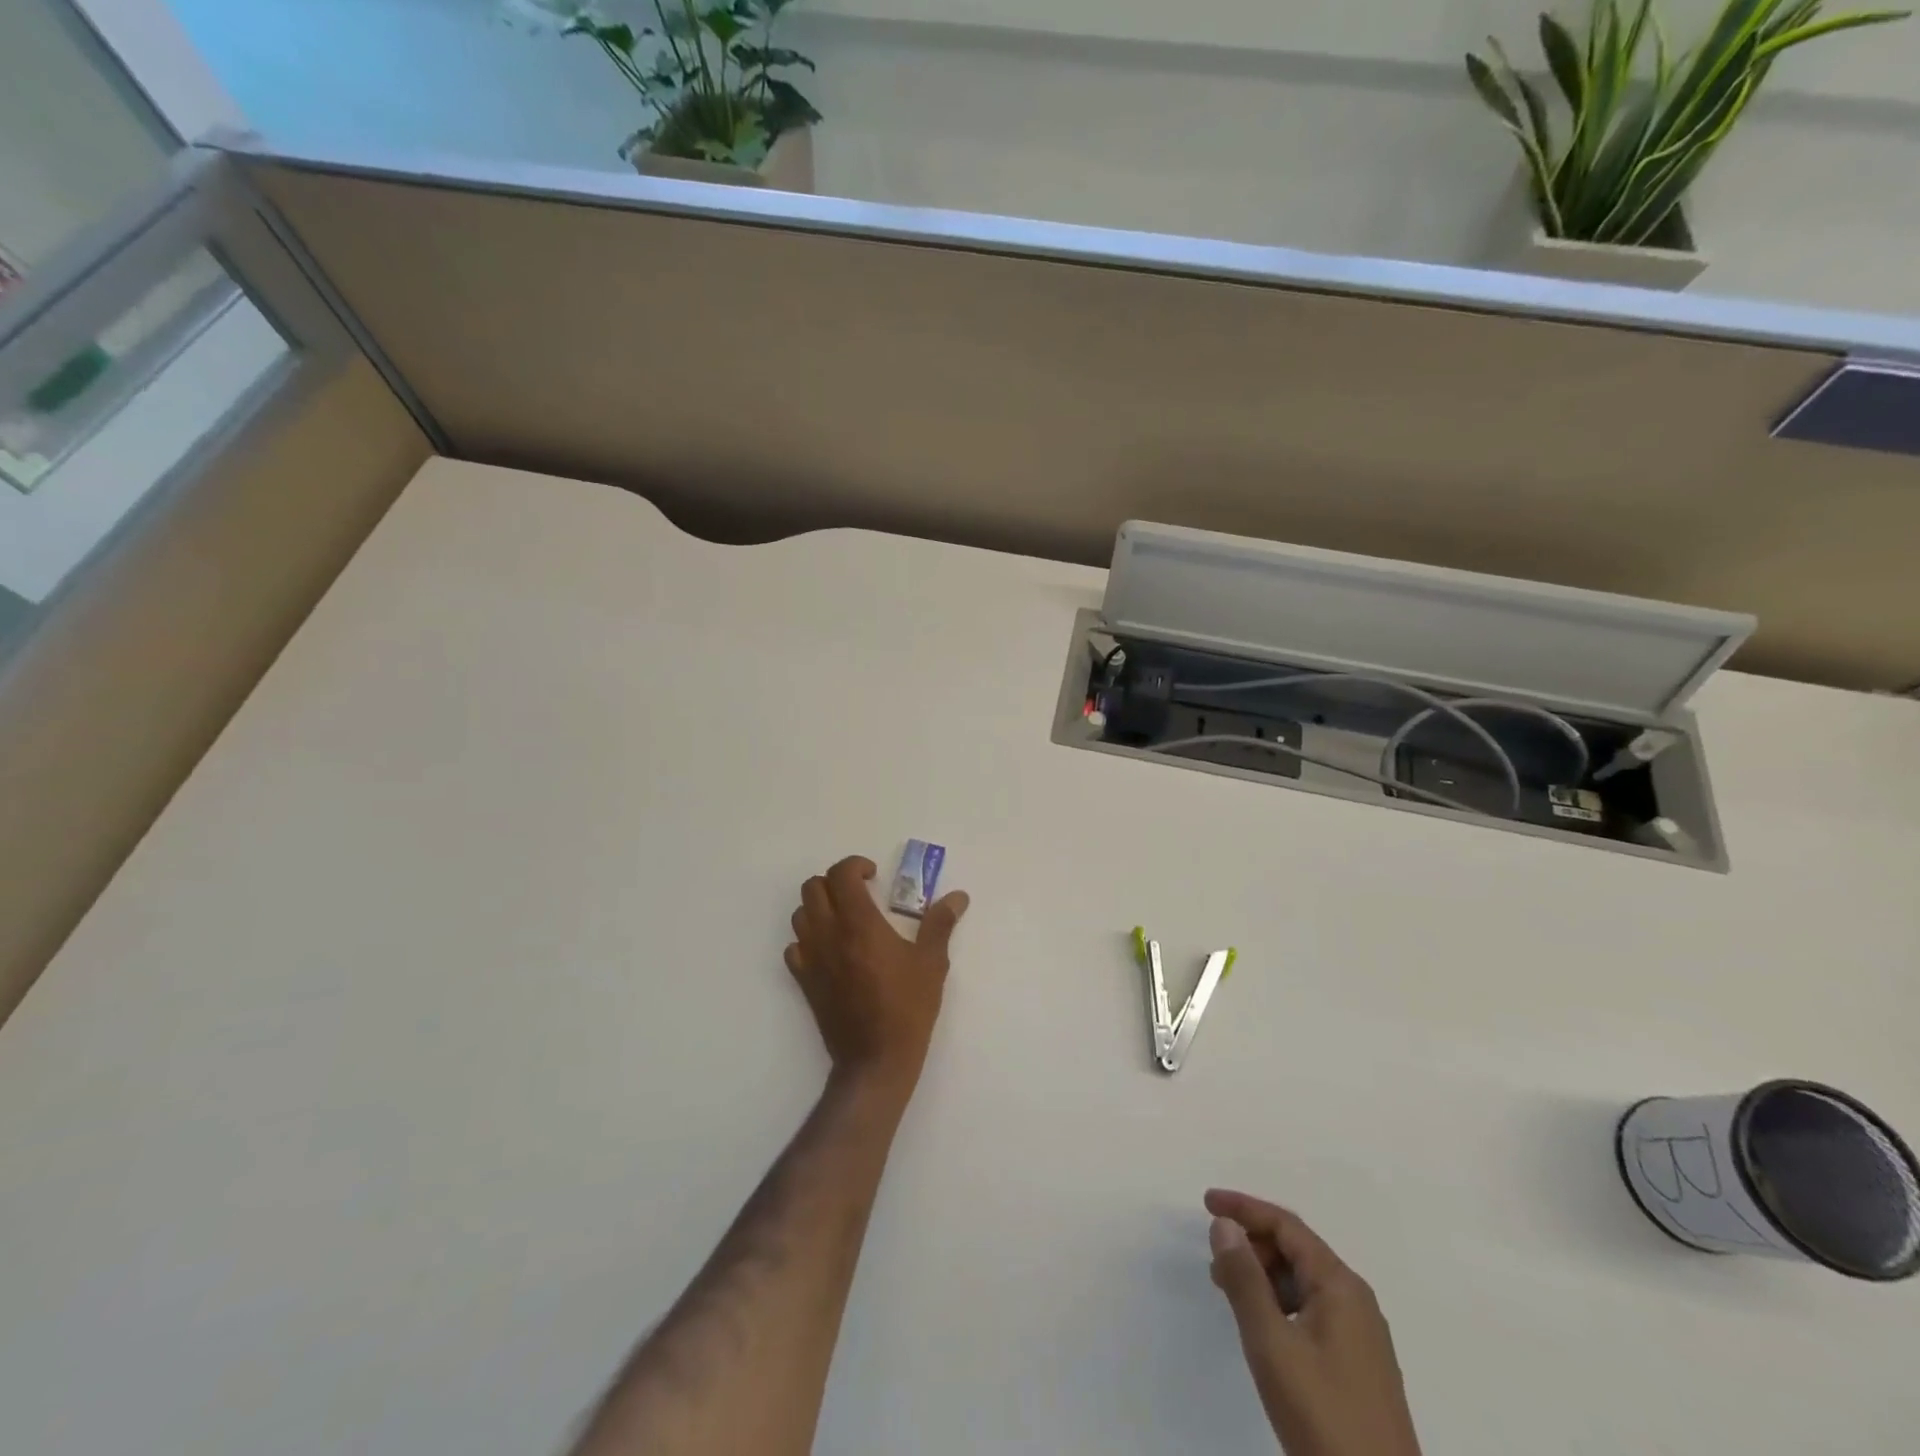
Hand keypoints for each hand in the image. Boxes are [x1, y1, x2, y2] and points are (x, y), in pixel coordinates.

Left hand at [784, 855, 968, 1099]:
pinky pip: (794, 947)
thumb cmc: (907, 1008)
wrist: (875, 1059)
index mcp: (859, 924)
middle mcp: (828, 934)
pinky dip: (807, 938)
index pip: (840, 875)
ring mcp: (811, 958)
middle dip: (835, 882)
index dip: (855, 866)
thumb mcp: (931, 963)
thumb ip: (940, 923)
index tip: (874, 876)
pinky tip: (830, 949)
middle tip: (860, 894)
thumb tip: (958, 897)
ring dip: (819, 907)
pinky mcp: (804, 981)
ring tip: (845, 918)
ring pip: (800, 914)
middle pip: (813, 888)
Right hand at [1205, 1189, 1420, 1455]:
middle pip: (1296, 1250)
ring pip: (1303, 1283)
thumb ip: (1244, 1279)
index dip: (1245, 1208)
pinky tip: (1263, 1326)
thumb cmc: (1323, 1414)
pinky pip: (1312, 1311)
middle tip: (1214, 1260)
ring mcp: (1361, 1337)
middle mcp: (1356, 1301)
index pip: (1287, 1226)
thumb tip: (1224, 1225)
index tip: (1206, 1203)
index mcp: (1341, 1286)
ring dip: (1264, 1276)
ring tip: (1230, 1292)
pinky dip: (1280, 1303)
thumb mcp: (1272, 1343)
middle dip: (1252, 1244)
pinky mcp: (1358, 1367)